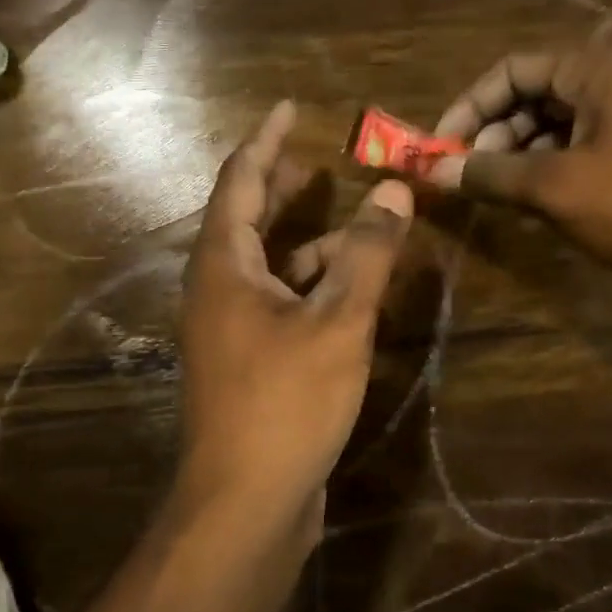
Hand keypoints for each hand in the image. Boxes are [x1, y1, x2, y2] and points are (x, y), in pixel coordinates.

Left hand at [177, 101, 414, 532]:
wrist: (245, 504)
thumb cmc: (285, 402)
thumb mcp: (337, 321)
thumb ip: (366, 253)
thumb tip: (394, 190)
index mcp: (223, 265)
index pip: (240, 180)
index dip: (266, 140)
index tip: (288, 107)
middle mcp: (217, 288)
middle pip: (247, 219)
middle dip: (282, 187)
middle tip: (317, 162)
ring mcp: (230, 328)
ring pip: (268, 264)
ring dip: (307, 240)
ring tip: (354, 224)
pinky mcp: (249, 361)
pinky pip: (279, 302)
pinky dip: (311, 285)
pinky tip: (350, 291)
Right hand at [426, 41, 611, 291]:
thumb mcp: (558, 188)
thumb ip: (491, 174)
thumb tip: (433, 169)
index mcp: (599, 70)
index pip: (514, 69)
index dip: (471, 105)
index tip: (441, 146)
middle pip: (535, 96)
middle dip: (494, 134)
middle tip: (468, 177)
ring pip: (557, 127)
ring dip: (519, 157)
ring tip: (497, 195)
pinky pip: (582, 150)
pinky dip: (551, 171)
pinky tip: (535, 204)